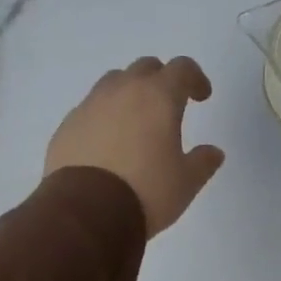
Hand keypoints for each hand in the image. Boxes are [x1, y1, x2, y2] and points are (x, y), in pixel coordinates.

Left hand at [45, 56, 224, 235]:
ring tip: (135, 120)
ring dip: (129, 92)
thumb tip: (213, 152)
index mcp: (158, 97)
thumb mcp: (186, 182)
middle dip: (161, 80)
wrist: (85, 212)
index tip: (201, 97)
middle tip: (169, 105)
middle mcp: (123, 91)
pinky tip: (107, 142)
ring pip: (113, 82)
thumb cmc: (146, 191)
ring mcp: (90, 105)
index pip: (181, 68)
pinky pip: (90, 108)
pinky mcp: (67, 125)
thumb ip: (203, 162)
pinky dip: (104, 115)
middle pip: (145, 68)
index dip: (195, 78)